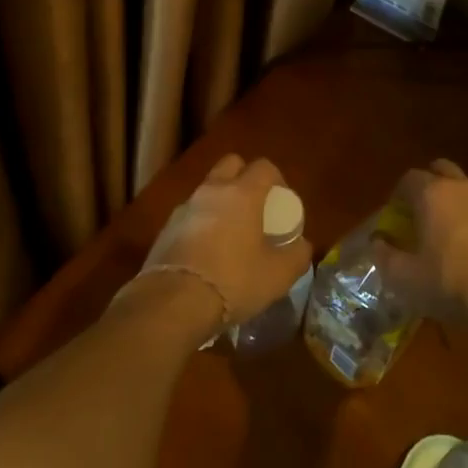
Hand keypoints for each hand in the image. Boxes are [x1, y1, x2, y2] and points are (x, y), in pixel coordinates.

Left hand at [130, 153, 310, 327]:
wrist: (173, 302)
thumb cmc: (233, 280)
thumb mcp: (278, 275)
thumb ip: (297, 254)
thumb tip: (301, 244)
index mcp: (243, 193)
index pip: (264, 166)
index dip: (277, 179)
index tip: (282, 202)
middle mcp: (212, 190)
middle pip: (231, 165)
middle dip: (244, 177)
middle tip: (255, 206)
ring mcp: (185, 207)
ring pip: (208, 190)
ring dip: (220, 202)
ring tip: (230, 233)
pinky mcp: (165, 228)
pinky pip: (190, 215)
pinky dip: (201, 224)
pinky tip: (206, 253)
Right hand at [371, 159, 467, 326]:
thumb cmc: (448, 281)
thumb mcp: (404, 276)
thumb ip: (384, 255)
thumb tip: (377, 242)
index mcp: (431, 193)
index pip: (408, 178)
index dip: (396, 196)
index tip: (392, 218)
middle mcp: (458, 189)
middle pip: (439, 170)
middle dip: (425, 185)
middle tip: (415, 213)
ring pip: (460, 189)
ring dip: (446, 201)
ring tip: (436, 231)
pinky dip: (463, 217)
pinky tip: (458, 247)